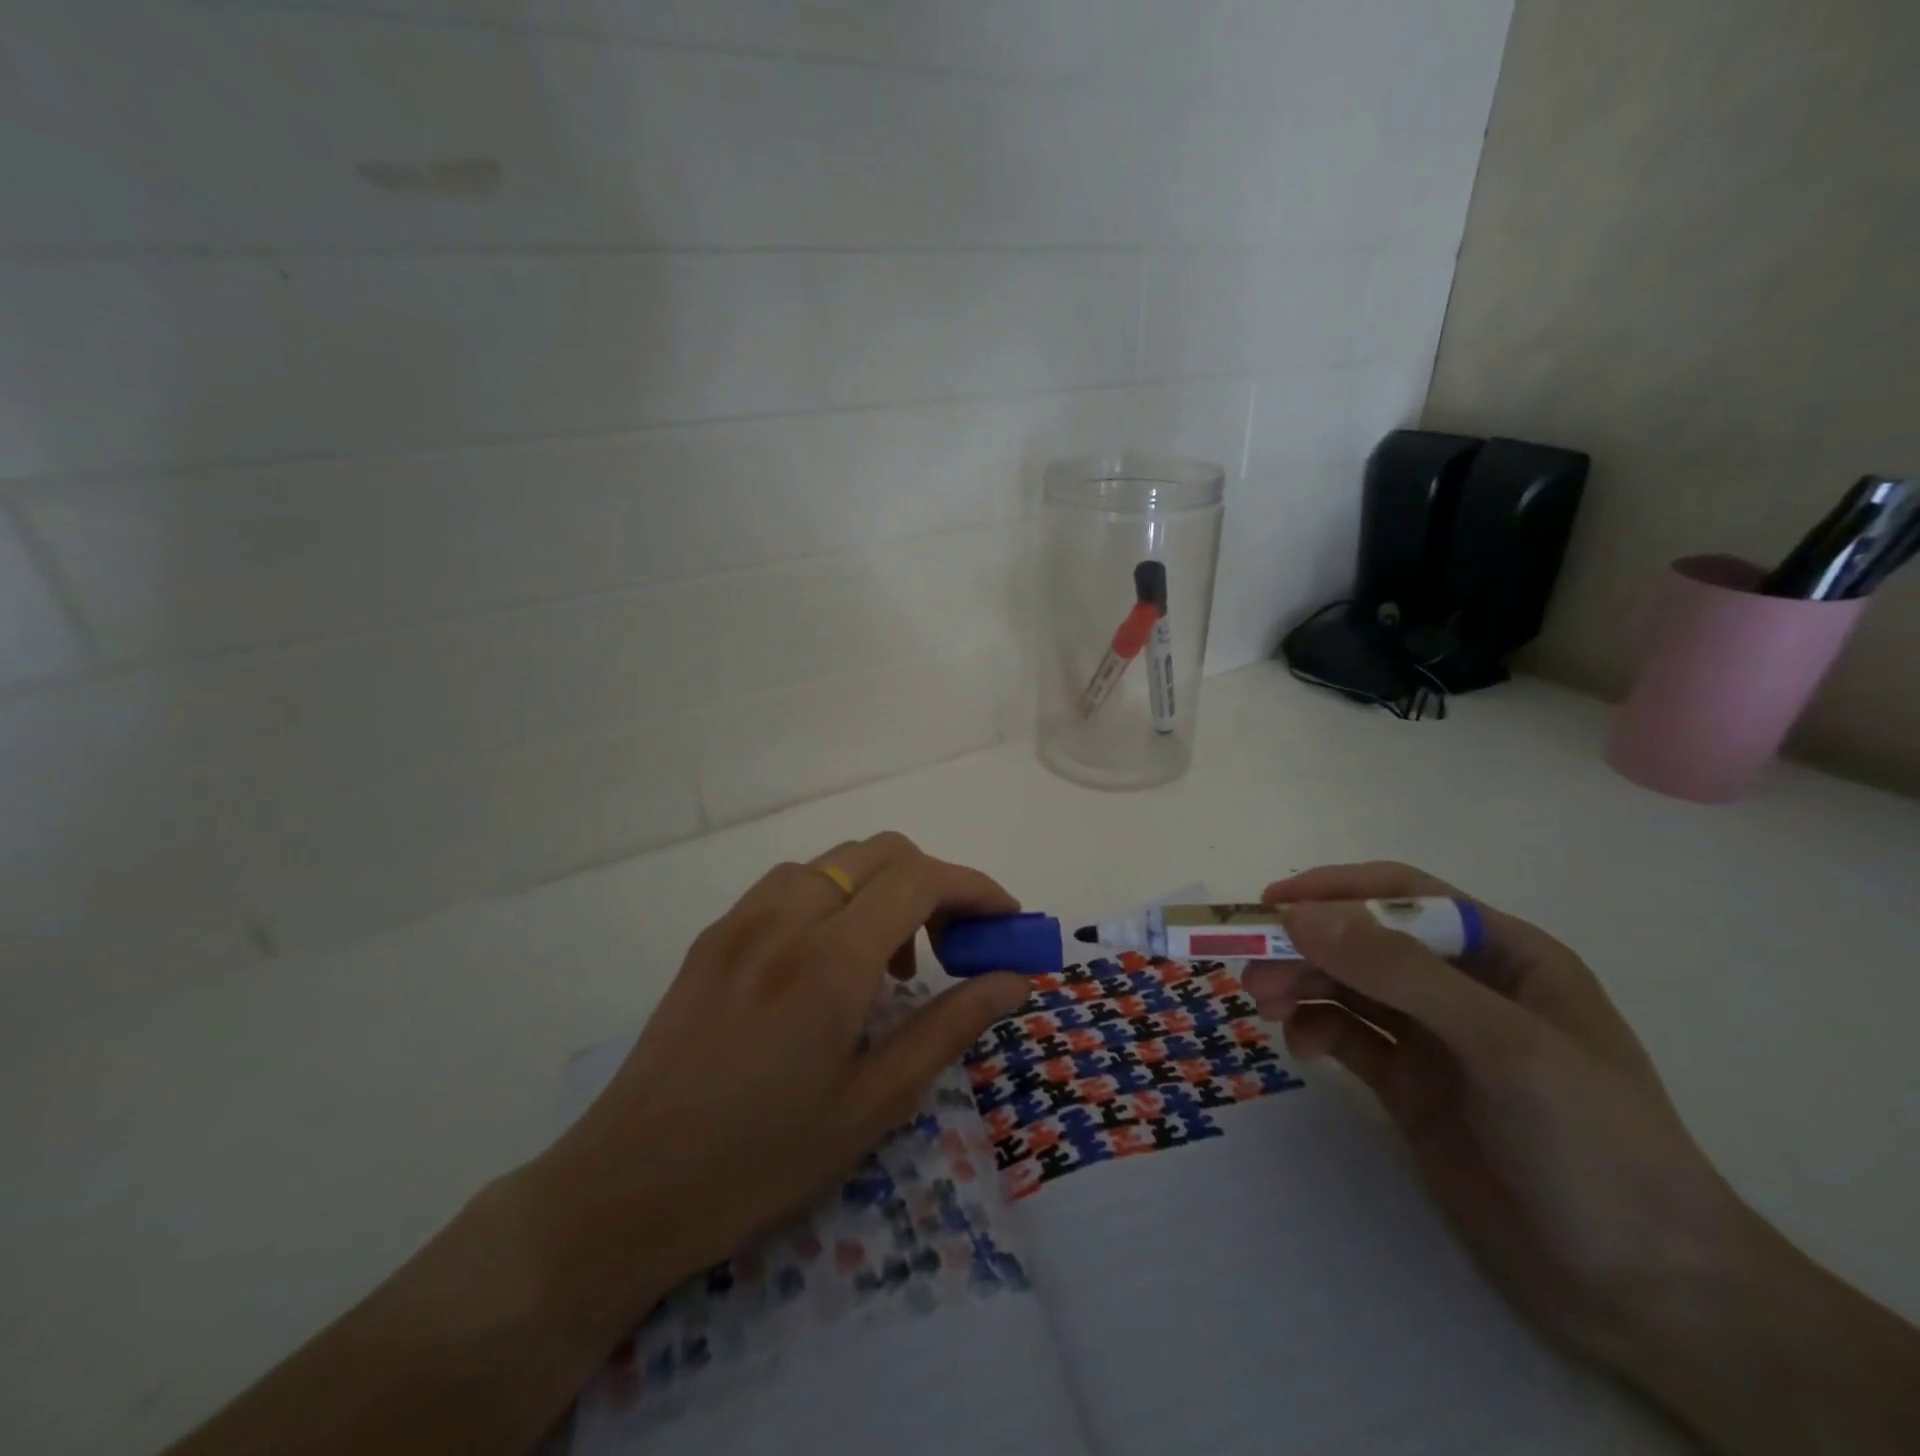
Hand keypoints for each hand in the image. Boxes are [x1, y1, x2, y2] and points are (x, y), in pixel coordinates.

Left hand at [526, 832, 1030, 1341]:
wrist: (625, 1190)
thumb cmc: (761, 1161)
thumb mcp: (873, 1105)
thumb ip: (949, 1025)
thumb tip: (1013, 980)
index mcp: (828, 962)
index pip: (921, 880)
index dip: (976, 889)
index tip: (1008, 921)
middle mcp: (785, 918)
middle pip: (881, 852)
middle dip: (935, 882)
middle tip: (955, 945)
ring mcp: (741, 919)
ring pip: (835, 861)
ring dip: (882, 887)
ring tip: (889, 961)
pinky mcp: (714, 934)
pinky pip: (791, 883)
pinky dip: (835, 897)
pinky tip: (830, 960)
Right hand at [1243, 862, 1743, 1373]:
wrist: (1649, 1295)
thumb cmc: (1595, 1146)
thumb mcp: (1502, 1045)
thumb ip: (1401, 973)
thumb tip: (1301, 915)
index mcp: (1505, 955)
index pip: (1406, 897)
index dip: (1338, 891)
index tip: (1273, 904)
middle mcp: (1465, 987)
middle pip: (1366, 942)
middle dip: (1306, 946)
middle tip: (1249, 965)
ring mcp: (1436, 1040)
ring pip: (1349, 987)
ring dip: (1301, 984)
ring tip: (1261, 1003)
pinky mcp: (1412, 1087)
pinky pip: (1348, 1037)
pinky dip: (1316, 1031)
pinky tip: (1301, 1049)